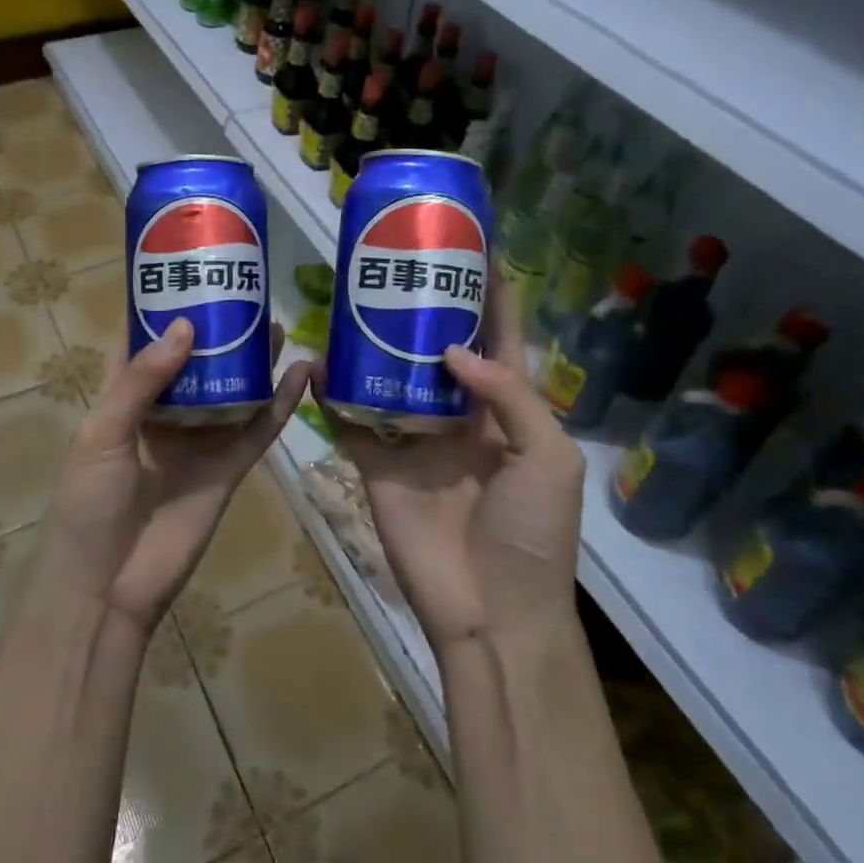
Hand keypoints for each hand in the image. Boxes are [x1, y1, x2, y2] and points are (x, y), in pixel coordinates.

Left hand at [35, 319, 309, 633]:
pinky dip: (281, 404)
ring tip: (275, 322)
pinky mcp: (228, 469)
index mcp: (123, 400)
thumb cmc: (89, 503)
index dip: (159, 309)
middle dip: (215, 330)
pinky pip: (258, 430)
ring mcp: (199, 441)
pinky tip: (300, 374)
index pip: (142, 344)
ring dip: (252, 360)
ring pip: (232, 390)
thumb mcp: (104, 433)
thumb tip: (186, 326)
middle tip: (243, 293)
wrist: (107, 587)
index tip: (184, 270)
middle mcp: (164, 414)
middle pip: (195, 363)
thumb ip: (143, 380)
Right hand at [312, 286, 585, 656]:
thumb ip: (510, 395)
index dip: (489, 297)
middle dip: (422, 310)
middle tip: (396, 265)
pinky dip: (332, 395)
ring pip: (389, 377)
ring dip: (373, 344)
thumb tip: (452, 350)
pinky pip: (349, 422)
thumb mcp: (548, 458)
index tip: (471, 250)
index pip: (497, 340)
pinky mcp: (377, 463)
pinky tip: (316, 362)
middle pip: (436, 350)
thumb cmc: (533, 533)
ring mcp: (413, 438)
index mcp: (506, 410)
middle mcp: (457, 414)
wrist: (491, 612)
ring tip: (352, 300)